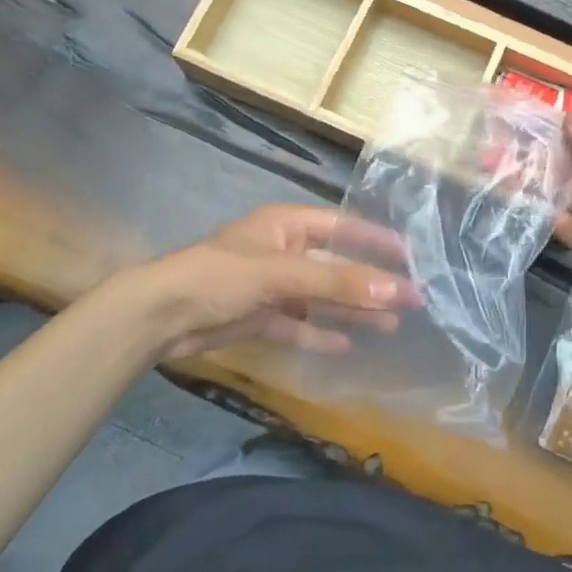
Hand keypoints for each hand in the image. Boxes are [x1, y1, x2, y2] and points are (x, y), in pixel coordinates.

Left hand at [127, 204, 415, 360]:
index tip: (410, 256)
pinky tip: (347, 345)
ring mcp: (272, 287)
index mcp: (286, 225)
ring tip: (391, 325)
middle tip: (410, 299)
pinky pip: (299, 326)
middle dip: (370, 282)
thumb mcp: (281, 274)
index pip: (342, 226)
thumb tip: (393, 289)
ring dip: (352, 310)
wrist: (161, 317)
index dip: (375, 240)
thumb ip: (336, 282)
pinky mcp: (260, 318)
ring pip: (321, 298)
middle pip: (336, 266)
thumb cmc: (221, 277)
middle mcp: (283, 251)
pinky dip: (320, 335)